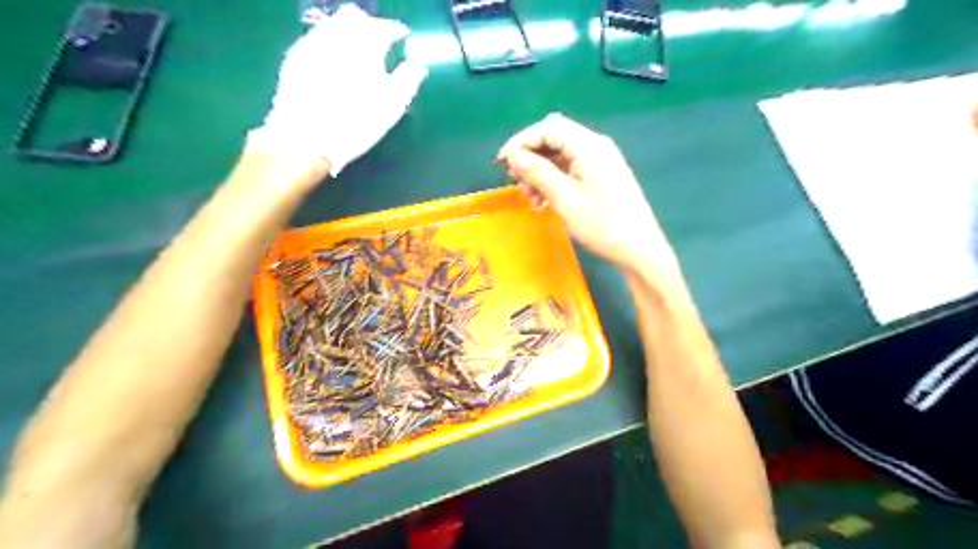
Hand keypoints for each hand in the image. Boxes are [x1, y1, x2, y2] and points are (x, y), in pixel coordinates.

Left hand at [247, 4, 425, 175]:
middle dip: (368, 26)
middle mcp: (337, 35)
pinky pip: (315, 39)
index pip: (384, 26)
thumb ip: (407, 81)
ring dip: (347, 34)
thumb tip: (418, 66)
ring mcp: (312, 43)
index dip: (395, 30)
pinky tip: (333, 64)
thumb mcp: (391, 107)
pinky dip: (329, 45)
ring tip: (355, 55)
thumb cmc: (356, 123)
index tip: (402, 38)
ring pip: (332, 24)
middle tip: (378, 44)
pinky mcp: (295, 57)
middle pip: (354, 17)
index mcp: (365, 45)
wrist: (306, 138)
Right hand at [498, 113, 681, 279]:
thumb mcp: (565, 199)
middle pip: (554, 138)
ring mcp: (600, 160)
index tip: (502, 163)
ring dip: (540, 171)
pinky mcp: (602, 175)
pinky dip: (554, 179)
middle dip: (530, 157)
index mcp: (589, 146)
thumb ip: (538, 173)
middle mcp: (596, 146)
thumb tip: (514, 156)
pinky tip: (545, 199)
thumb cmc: (603, 225)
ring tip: (531, 198)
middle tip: (516, 182)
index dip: (521, 141)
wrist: (639, 249)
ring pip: (560, 154)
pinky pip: (571, 168)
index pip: (548, 128)